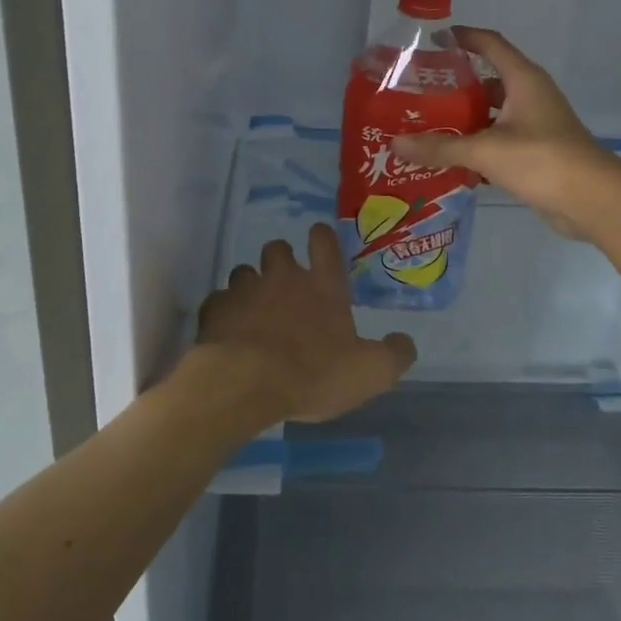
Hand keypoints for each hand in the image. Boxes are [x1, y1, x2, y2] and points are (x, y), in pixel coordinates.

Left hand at [190, 223, 416, 425]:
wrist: (246, 383)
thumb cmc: (313, 373)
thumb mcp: (370, 372)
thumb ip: (393, 354)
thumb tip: (405, 342)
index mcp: (322, 285)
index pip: (324, 242)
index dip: (322, 237)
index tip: (319, 238)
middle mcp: (282, 277)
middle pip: (277, 248)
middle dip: (281, 260)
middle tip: (285, 284)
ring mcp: (245, 290)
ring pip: (244, 272)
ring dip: (250, 286)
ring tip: (254, 311)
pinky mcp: (215, 309)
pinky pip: (219, 302)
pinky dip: (224, 313)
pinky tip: (228, 333)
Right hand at [392, 27, 616, 237]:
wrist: (593, 200)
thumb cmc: (542, 159)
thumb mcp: (485, 150)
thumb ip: (440, 147)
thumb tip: (396, 143)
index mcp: (523, 80)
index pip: (490, 44)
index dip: (463, 37)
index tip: (431, 40)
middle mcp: (529, 95)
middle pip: (487, 81)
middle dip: (454, 85)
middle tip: (418, 93)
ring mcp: (535, 124)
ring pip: (491, 114)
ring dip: (464, 119)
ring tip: (426, 125)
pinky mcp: (535, 151)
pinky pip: (498, 140)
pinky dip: (476, 145)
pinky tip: (449, 158)